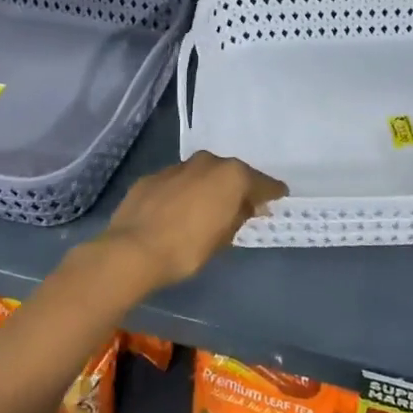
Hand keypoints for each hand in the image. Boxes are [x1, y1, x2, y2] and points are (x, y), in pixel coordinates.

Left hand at [99, 151, 287, 289]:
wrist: (133, 249)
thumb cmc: (188, 248)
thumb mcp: (224, 238)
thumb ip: (239, 216)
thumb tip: (248, 207)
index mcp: (231, 175)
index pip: (261, 182)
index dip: (271, 191)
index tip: (279, 196)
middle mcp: (207, 163)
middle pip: (230, 173)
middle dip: (237, 187)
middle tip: (242, 205)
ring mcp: (178, 167)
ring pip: (202, 174)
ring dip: (208, 187)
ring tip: (208, 207)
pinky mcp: (153, 177)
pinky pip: (178, 182)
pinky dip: (183, 192)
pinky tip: (179, 209)